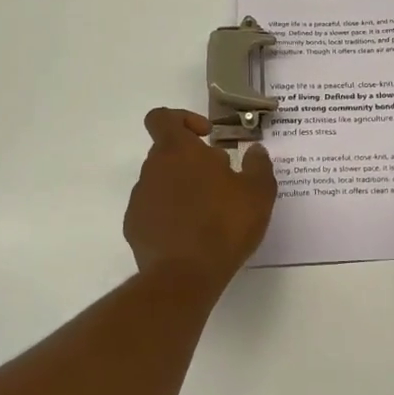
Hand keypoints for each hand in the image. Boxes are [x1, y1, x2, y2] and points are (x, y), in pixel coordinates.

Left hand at [125, 109, 277, 285]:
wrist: (184, 277)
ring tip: (209, 214)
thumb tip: (255, 151)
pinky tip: (192, 236)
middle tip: (221, 182)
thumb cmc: (224, 225)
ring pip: (162, 182)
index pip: (162, 117)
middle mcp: (152, 169)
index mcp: (178, 151)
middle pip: (167, 152)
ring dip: (182, 189)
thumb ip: (258, 166)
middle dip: (193, 161)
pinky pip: (154, 210)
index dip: (183, 119)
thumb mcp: (258, 193)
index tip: (206, 137)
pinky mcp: (134, 227)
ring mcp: (140, 199)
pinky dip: (170, 215)